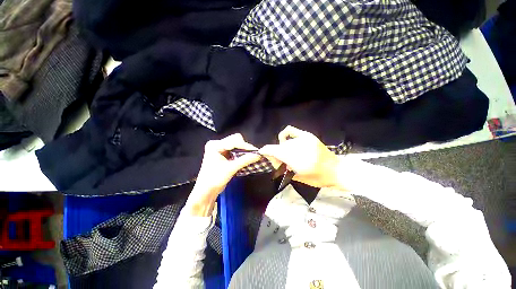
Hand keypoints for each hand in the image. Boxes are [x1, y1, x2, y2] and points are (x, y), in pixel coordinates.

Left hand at [186, 134, 260, 215]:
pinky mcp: (223, 154)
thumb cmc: (214, 180)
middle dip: (245, 147)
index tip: (256, 151)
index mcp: (215, 145)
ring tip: (251, 156)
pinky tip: (246, 158)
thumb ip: (245, 160)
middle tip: (253, 154)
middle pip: (235, 141)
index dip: (246, 146)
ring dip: (244, 151)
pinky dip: (241, 154)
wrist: (206, 191)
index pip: (234, 141)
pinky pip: (235, 150)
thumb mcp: (230, 169)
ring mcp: (220, 149)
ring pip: (236, 145)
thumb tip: (258, 155)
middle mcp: (217, 145)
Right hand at [259, 126, 339, 187]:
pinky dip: (285, 134)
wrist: (336, 170)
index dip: (265, 151)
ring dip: (282, 148)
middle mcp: (297, 146)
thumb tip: (271, 158)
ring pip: (284, 142)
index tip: (262, 153)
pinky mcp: (307, 136)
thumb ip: (281, 166)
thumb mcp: (296, 176)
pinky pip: (290, 131)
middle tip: (280, 161)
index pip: (274, 150)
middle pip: (278, 147)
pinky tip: (286, 140)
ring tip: (288, 154)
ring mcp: (303, 139)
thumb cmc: (317, 178)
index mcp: (295, 159)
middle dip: (276, 154)